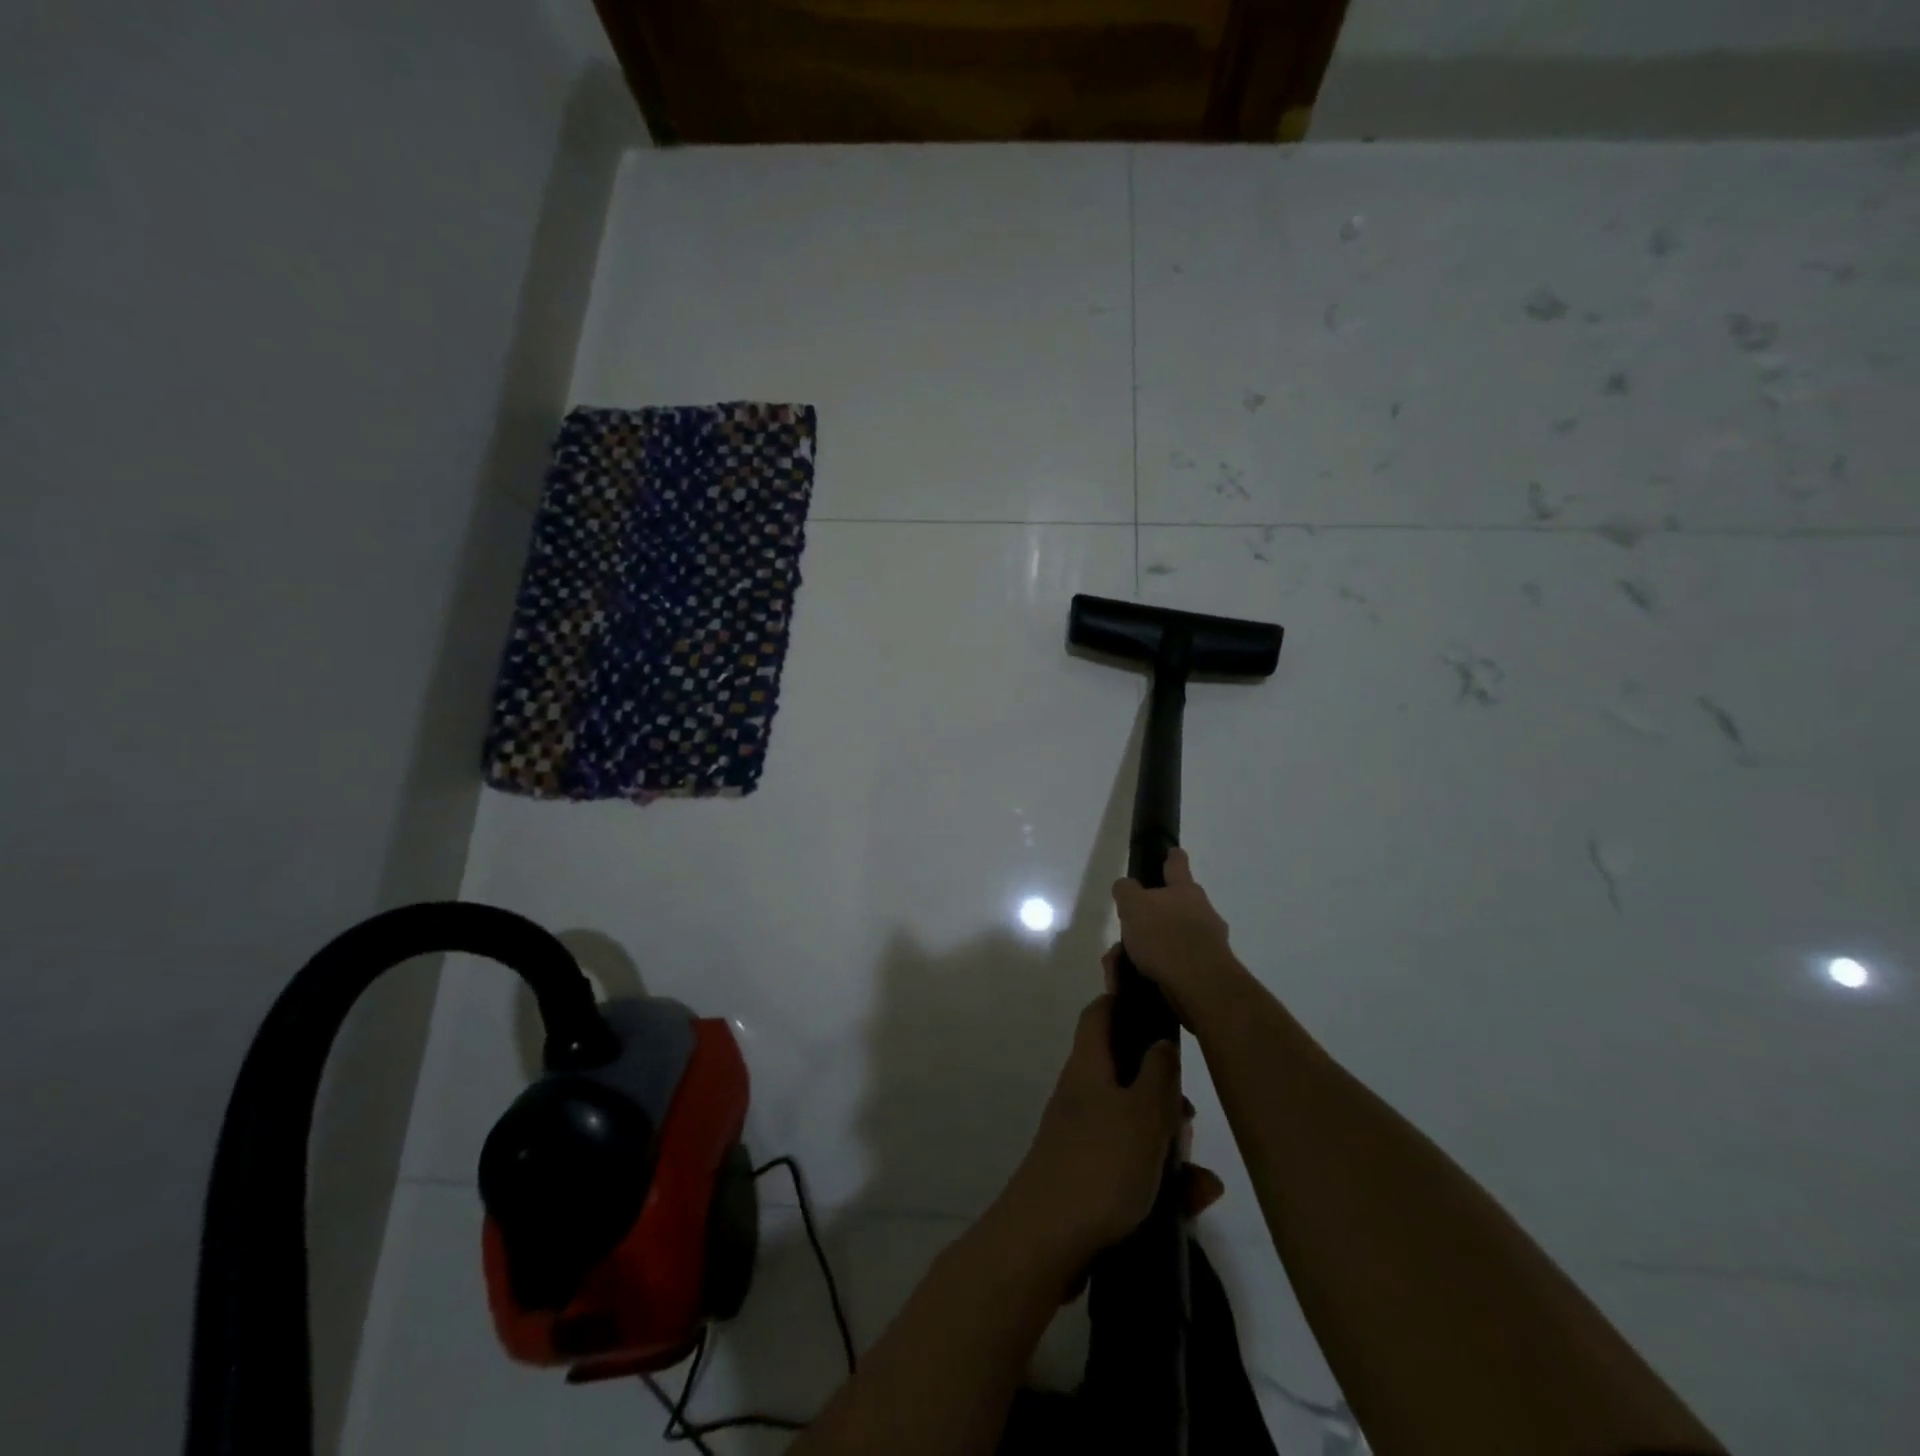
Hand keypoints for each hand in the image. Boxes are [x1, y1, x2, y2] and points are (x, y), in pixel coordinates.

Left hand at [1000, 994, 1224, 1279]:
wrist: (1045, 1243)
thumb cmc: (1099, 1166)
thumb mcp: (1142, 1114)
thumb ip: (1158, 1074)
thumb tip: (1161, 1041)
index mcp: (1089, 1067)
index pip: (1100, 1015)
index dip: (1124, 1002)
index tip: (1158, 1005)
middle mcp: (1082, 1095)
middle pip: (1125, 1074)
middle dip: (1163, 1092)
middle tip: (1190, 1116)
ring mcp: (1082, 1138)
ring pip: (1134, 1125)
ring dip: (1169, 1145)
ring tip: (1201, 1178)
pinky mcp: (1088, 1179)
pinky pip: (1131, 1167)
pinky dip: (1161, 1180)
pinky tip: (1192, 1204)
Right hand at [1111, 848, 1243, 1024]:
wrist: (1201, 987)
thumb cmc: (1165, 936)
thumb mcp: (1133, 906)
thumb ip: (1126, 891)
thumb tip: (1126, 886)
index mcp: (1185, 890)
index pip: (1177, 863)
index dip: (1171, 857)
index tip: (1169, 852)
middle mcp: (1202, 911)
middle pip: (1175, 906)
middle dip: (1150, 917)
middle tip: (1127, 930)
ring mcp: (1208, 942)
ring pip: (1171, 938)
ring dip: (1148, 948)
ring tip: (1122, 966)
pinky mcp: (1207, 971)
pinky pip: (1175, 964)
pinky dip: (1156, 970)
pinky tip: (1136, 981)